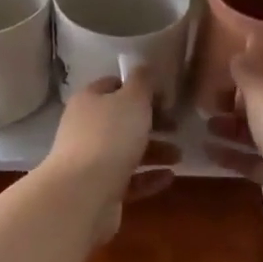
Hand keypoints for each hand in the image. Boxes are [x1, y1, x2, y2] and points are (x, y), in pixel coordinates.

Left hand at [43, 67, 181, 243]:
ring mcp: (90, 160)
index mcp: (89, 100)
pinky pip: (128, 180)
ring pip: (126, 151)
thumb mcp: (132, 100)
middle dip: (152, 123)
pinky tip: (169, 178)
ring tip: (179, 156)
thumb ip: (142, 82)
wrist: (82, 194)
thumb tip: (143, 67)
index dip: (139, 89)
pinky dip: (148, 177)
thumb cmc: (110, 137)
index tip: (166, 98)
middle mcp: (85, 127)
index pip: (113, 86)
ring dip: (155, 151)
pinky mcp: (98, 190)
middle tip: (177, 127)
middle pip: (122, 120)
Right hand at [204, 37, 262, 237]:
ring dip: (232, 127)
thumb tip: (247, 42)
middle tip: (210, 100)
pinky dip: (232, 155)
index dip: (257, 70)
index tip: (230, 72)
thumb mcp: (262, 92)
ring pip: (259, 132)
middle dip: (238, 101)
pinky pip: (253, 160)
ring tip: (205, 124)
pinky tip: (207, 150)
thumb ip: (249, 70)